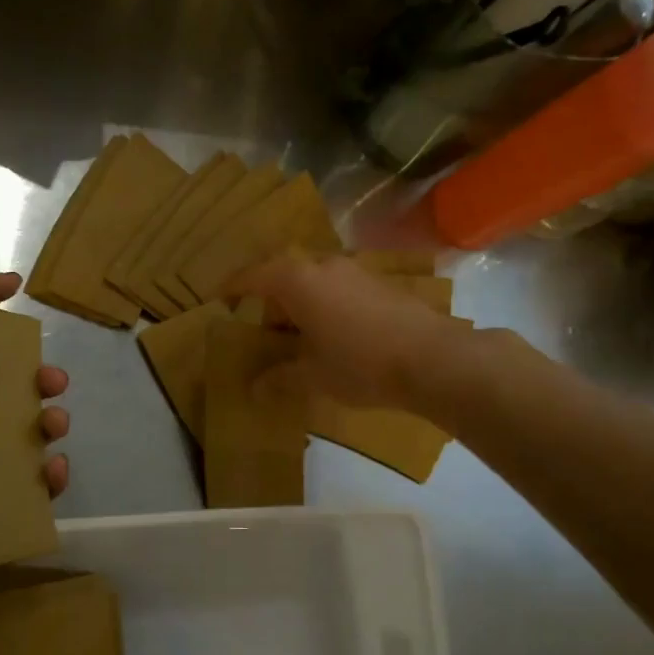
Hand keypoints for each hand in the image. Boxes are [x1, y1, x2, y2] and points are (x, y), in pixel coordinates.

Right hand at [230, 253, 468, 412]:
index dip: (233, 287)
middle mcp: (324, 266)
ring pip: (314, 281)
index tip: (219, 297)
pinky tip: (334, 335)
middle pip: (285, 275)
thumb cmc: (360, 363)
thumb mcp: (313, 376)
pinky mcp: (381, 285)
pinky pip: (339, 288)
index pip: (254, 276)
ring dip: (300, 303)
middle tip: (263, 329)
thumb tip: (254, 389)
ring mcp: (356, 272)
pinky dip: (326, 305)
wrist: (434, 358)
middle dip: (270, 299)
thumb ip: (280, 378)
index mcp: (297, 281)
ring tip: (299, 336)